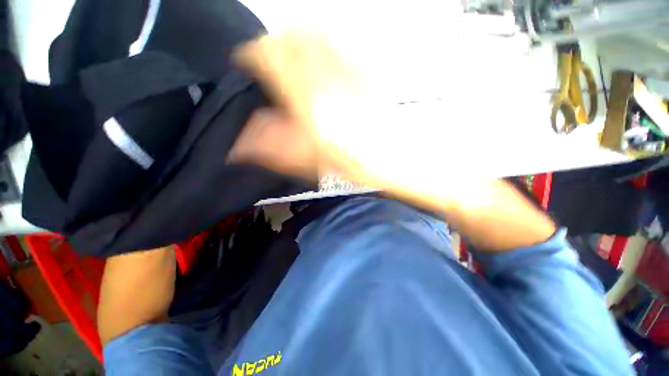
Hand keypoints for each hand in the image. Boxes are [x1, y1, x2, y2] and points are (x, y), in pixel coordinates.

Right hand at [231, 34, 555, 251]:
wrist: (401, 157)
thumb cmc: (359, 163)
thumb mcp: (311, 160)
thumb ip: (273, 146)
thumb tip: (241, 142)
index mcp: (309, 98)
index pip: (269, 56)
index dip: (252, 55)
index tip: (246, 63)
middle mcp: (327, 75)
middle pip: (290, 40)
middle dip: (272, 47)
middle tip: (266, 63)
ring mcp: (349, 69)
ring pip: (313, 38)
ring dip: (295, 45)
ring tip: (289, 62)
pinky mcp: (365, 72)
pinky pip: (336, 47)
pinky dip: (320, 49)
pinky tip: (320, 65)